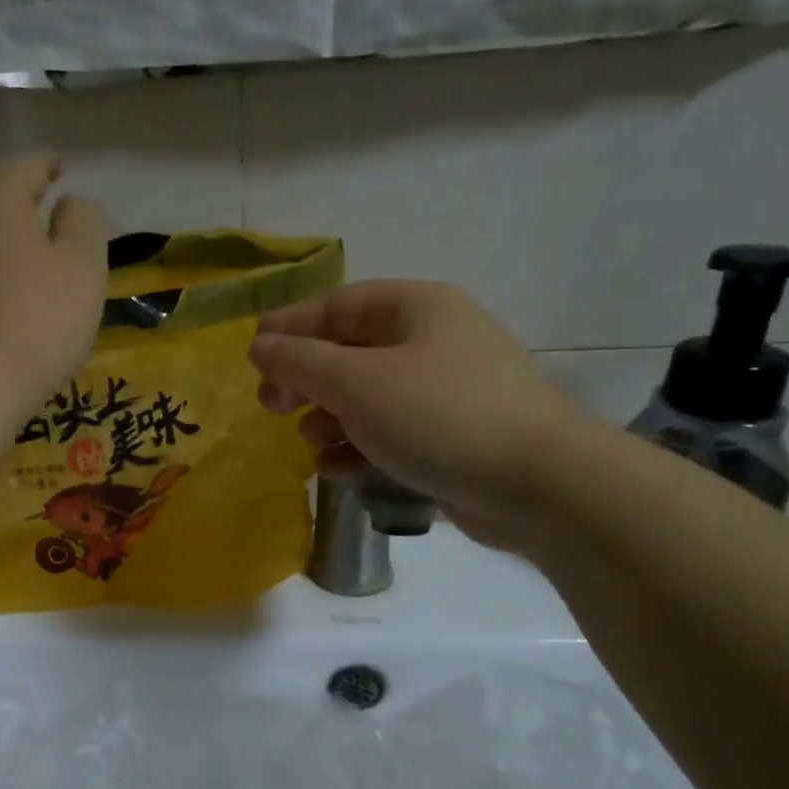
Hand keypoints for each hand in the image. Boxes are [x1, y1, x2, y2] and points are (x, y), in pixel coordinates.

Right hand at [249, 280, 587, 549]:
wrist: (536, 484)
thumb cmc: (437, 415)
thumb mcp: (354, 382)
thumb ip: (300, 361)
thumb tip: (260, 346)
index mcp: (417, 308)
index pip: (339, 305)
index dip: (291, 326)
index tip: (252, 352)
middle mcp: (434, 341)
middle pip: (352, 352)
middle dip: (306, 379)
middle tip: (271, 406)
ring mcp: (448, 391)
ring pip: (370, 396)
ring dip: (330, 417)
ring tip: (309, 441)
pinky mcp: (454, 437)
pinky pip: (392, 432)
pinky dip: (360, 447)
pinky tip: (336, 470)